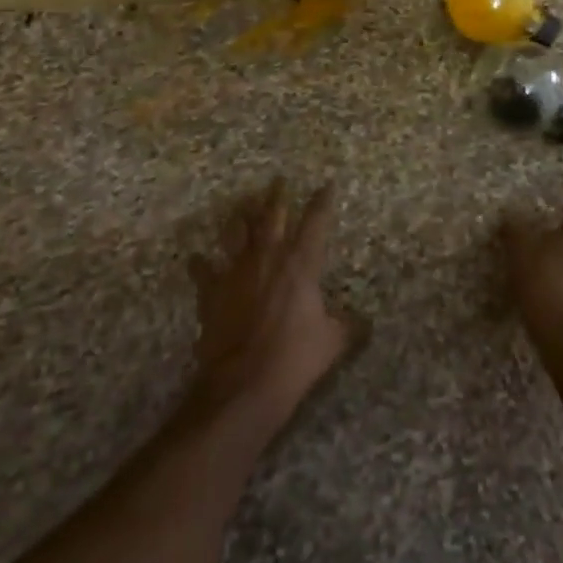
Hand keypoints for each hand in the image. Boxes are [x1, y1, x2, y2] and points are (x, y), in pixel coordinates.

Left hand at [187, 179, 354, 430]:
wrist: (244, 383)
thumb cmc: (295, 358)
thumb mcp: (332, 342)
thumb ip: (348, 326)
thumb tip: (365, 322)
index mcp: (300, 264)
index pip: (315, 222)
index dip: (322, 201)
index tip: (327, 184)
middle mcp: (267, 258)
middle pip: (272, 216)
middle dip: (277, 196)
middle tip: (279, 179)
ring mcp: (236, 272)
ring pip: (236, 232)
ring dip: (240, 217)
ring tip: (241, 205)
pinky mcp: (212, 292)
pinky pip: (204, 271)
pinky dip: (201, 264)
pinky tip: (197, 258)